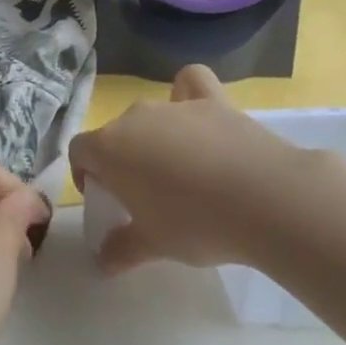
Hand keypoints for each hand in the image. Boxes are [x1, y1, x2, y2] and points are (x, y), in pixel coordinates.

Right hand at [69, 64, 324, 275]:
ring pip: (149, 114)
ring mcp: (174, 105)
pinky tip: (196, 115)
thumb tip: (104, 260)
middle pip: (115, 134)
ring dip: (153, 136)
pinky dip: (186, 93)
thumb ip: (122, 249)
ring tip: (178, 167)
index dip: (86, 174)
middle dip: (122, 160)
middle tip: (145, 196)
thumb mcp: (153, 245)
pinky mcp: (214, 101)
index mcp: (109, 148)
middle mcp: (134, 118)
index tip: (107, 200)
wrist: (266, 199)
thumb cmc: (195, 223)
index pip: (79, 151)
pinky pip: (190, 84)